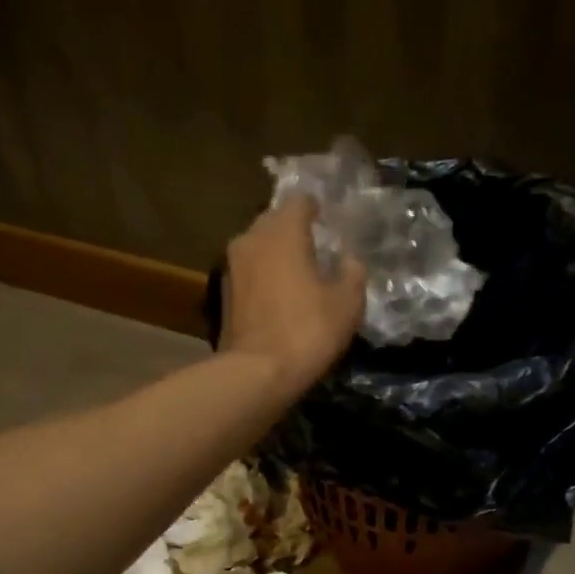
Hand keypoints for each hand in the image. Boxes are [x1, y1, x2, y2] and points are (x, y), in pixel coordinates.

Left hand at [220, 199, 365, 396]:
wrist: (256, 372)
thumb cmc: (307, 330)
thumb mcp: (347, 302)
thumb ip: (352, 272)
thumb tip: (348, 259)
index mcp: (282, 232)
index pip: (299, 201)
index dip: (316, 208)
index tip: (328, 221)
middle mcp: (251, 239)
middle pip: (274, 221)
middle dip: (293, 230)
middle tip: (316, 247)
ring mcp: (231, 266)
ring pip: (258, 247)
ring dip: (276, 254)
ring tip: (298, 272)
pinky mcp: (222, 293)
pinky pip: (249, 272)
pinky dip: (264, 276)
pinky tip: (280, 295)